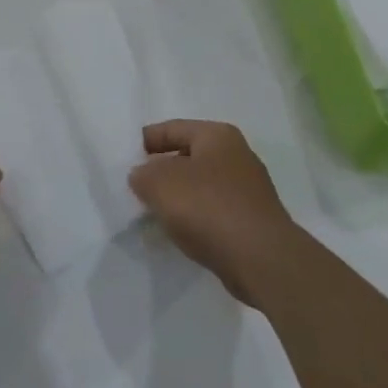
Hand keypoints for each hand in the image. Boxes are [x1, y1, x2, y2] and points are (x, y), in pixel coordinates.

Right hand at [130, 120, 299, 303]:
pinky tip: (180, 233)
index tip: (125, 158)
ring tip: (154, 213)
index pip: (173, 128)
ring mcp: (248, 189)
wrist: (261, 259)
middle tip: (136, 187)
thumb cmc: (208, 208)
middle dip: (162, 171)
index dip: (147, 141)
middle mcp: (237, 155)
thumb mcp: (160, 184)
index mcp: (217, 135)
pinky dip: (195, 218)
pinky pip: (214, 211)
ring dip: (178, 197)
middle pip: (188, 156)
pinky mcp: (252, 219)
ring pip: (201, 185)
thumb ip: (142, 174)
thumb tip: (143, 176)